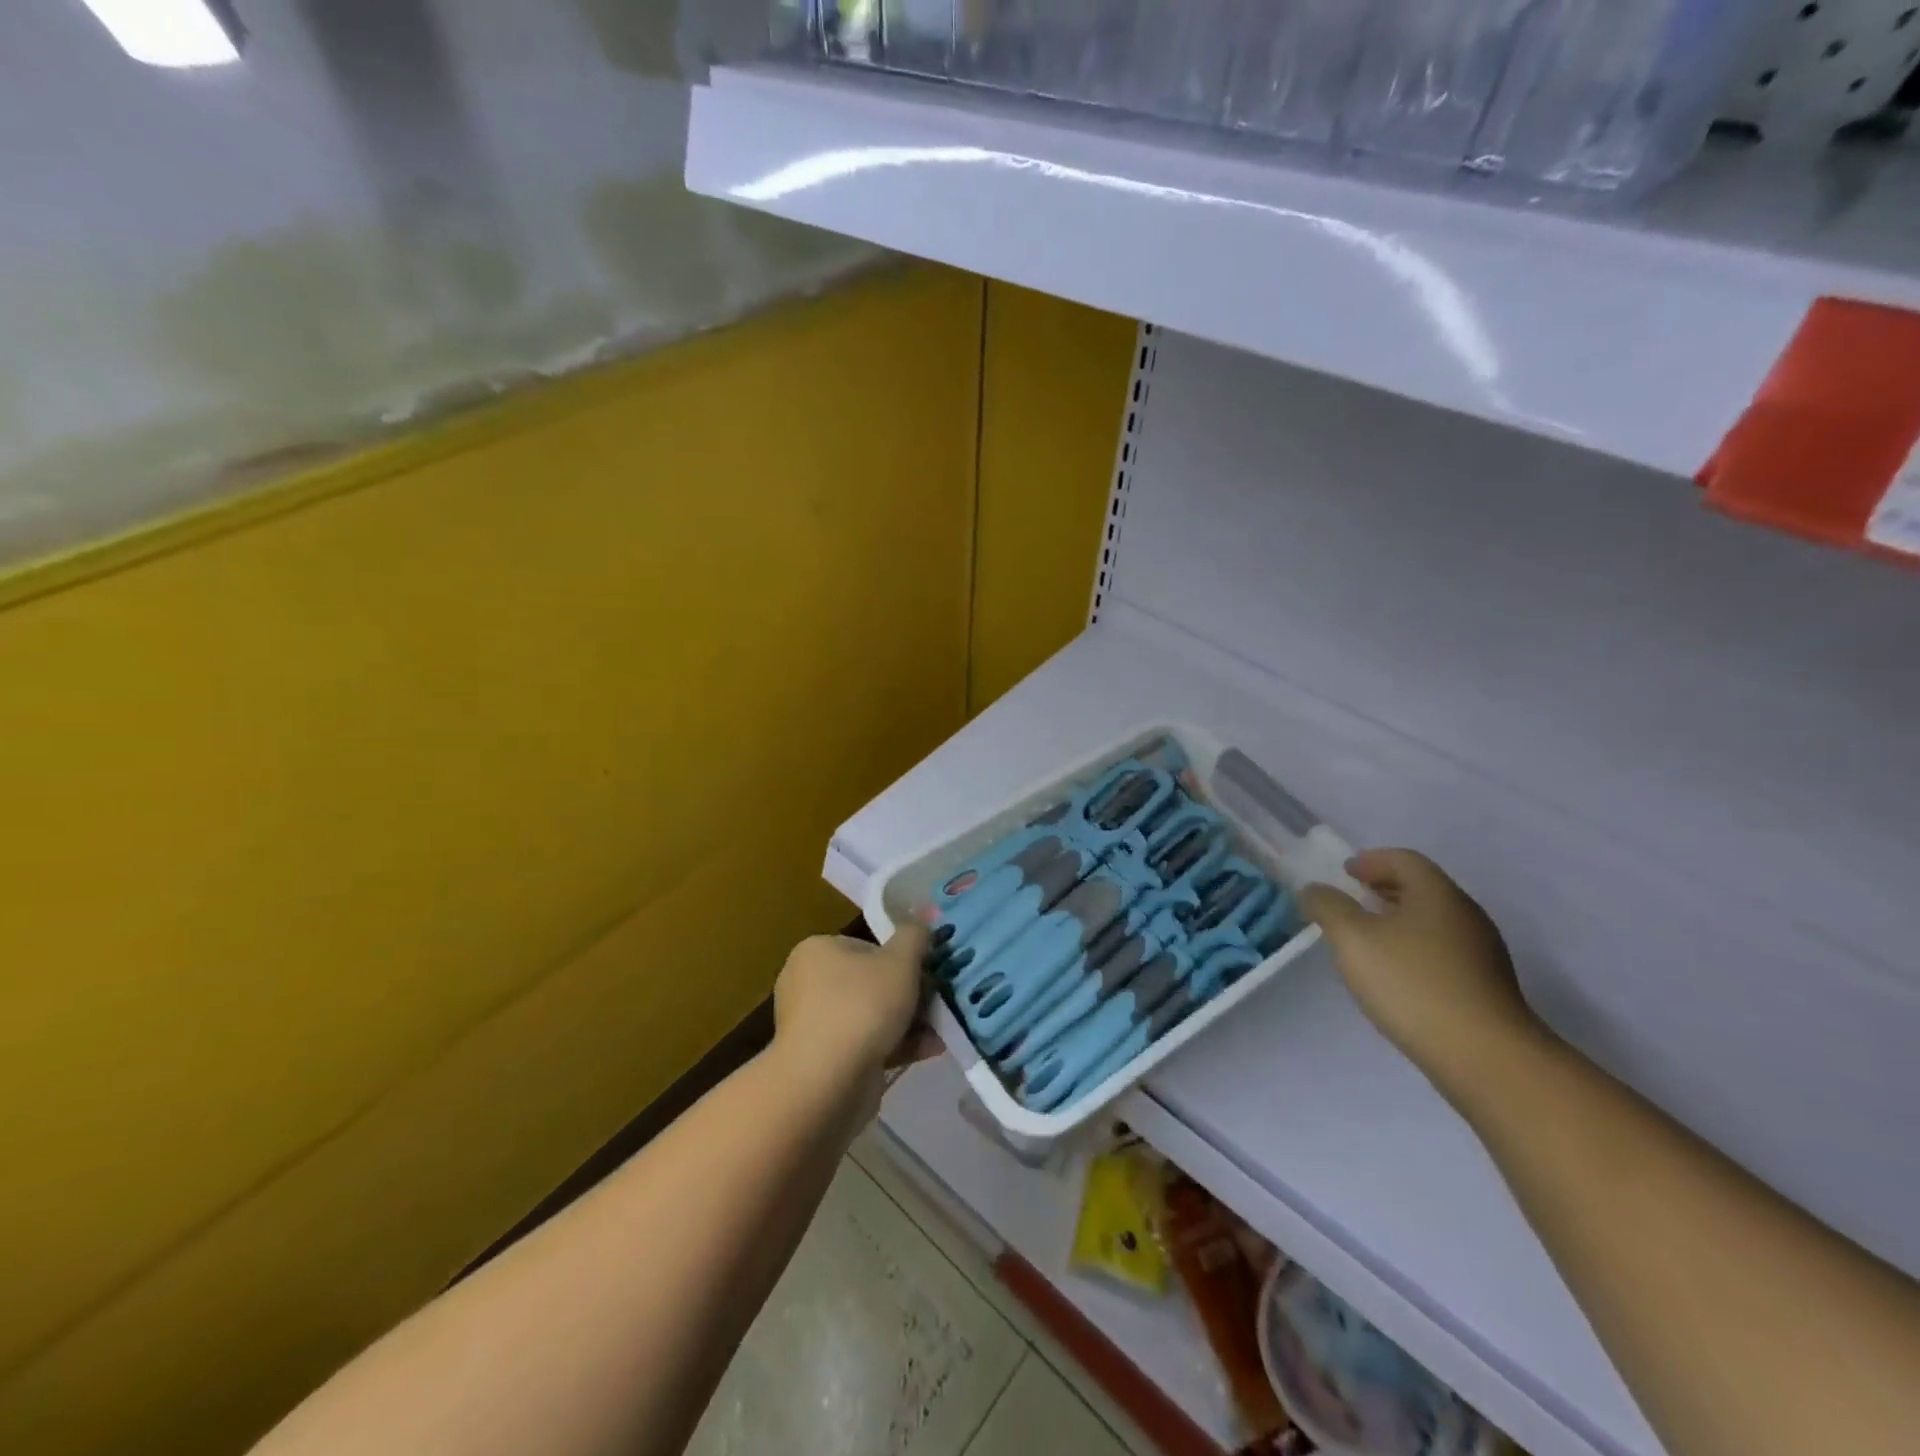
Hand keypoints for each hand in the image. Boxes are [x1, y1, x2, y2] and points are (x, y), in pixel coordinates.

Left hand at [772, 925, 929, 1119]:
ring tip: (941, 1030)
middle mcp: (807, 984)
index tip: (926, 973)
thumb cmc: (861, 1006)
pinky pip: (865, 1045)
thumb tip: (920, 925)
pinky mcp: (822, 1062)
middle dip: (908, 994)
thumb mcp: (900, 960)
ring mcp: (812, 1025)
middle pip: (870, 982)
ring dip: (908, 1022)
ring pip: (871, 1016)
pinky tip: (930, 1050)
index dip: (900, 958)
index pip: (866, 946)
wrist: (826, 1082)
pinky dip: (896, 1045)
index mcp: (817, 951)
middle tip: (938, 1002)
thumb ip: (914, 937)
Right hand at [1299, 850, 1541, 1098]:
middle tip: (1351, 901)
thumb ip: (1328, 907)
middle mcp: (1465, 915)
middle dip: (1383, 889)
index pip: (1404, 859)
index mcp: (1437, 894)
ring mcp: (1481, 953)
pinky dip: (1413, 949)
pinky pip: (1442, 952)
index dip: (1370, 860)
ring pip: (1432, 922)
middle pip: (1421, 888)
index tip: (1344, 873)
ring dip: (1397, 921)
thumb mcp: (1353, 938)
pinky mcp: (1485, 987)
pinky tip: (1394, 976)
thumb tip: (1315, 890)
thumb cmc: (1412, 983)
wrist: (1485, 1057)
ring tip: (1366, 940)